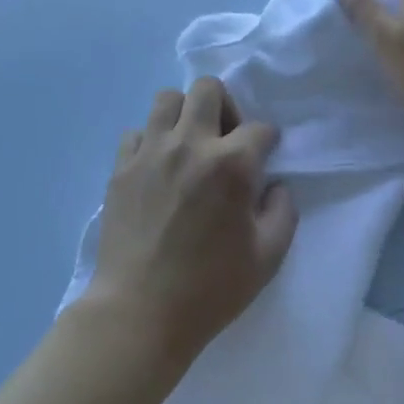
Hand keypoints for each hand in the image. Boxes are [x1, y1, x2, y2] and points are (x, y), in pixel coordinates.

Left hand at [86, 76, 297, 361]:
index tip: (264, 161)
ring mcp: (150, 153)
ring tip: (189, 146)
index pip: (260, 128)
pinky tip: (158, 169)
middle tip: (225, 141)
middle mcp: (191, 144)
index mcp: (232, 164)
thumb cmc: (211, 288)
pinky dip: (151, 141)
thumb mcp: (268, 256)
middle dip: (225, 106)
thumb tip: (273, 187)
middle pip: (208, 89)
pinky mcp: (121, 169)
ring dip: (185, 115)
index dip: (267, 142)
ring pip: (167, 99)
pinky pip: (136, 132)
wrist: (139, 313)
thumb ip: (283, 211)